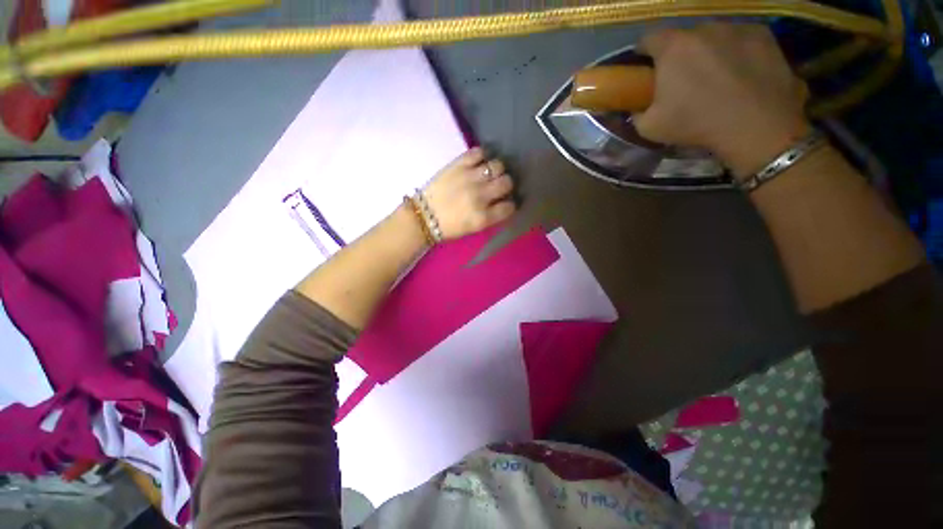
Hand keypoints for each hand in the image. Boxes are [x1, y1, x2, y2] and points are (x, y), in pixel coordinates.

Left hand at [422, 147, 515, 239]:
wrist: (423, 216)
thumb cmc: (449, 227)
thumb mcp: (473, 228)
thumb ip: (490, 216)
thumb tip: (503, 203)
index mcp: (483, 217)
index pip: (509, 207)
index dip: (510, 204)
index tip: (506, 202)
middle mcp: (480, 196)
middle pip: (507, 183)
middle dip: (506, 185)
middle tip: (498, 186)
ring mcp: (470, 178)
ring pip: (497, 166)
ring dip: (497, 170)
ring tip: (490, 173)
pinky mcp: (458, 165)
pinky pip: (479, 152)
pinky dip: (482, 155)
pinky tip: (479, 162)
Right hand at [633, 23, 811, 178]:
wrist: (755, 125)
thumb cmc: (695, 124)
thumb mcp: (650, 128)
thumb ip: (637, 113)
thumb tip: (637, 108)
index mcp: (672, 48)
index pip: (648, 38)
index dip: (644, 52)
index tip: (646, 68)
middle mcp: (703, 28)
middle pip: (683, 36)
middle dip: (678, 53)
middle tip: (682, 78)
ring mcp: (736, 27)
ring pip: (713, 35)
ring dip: (708, 50)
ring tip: (715, 75)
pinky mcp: (764, 34)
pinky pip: (741, 38)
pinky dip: (736, 50)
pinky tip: (740, 71)